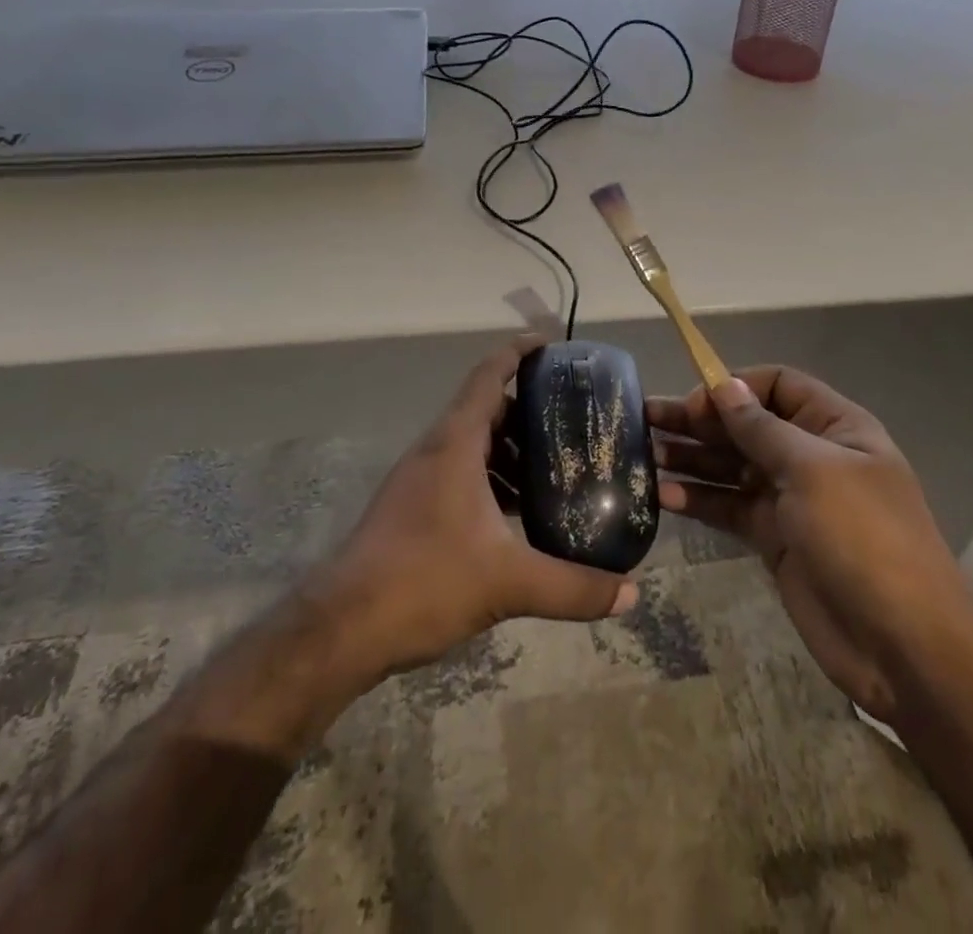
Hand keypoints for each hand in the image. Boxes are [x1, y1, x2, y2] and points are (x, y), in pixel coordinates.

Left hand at [305, 337, 639, 689]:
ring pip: (474, 444)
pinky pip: (462, 474)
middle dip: (529, 410)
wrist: (341, 628)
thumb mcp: (508, 582)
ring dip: (512, 449)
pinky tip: (519, 513)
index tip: (552, 345)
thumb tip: (631, 593)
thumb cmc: (424, 581)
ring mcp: (420, 479)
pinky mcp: (413, 508)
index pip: (489, 375)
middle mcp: (436, 450)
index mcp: (456, 443)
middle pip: (487, 409)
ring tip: (555, 469)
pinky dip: (493, 478)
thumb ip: (573, 587)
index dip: (519, 352)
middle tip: (574, 420)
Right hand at [649, 368, 962, 724]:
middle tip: (646, 419)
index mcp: (834, 427)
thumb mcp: (812, 470)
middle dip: (700, 421)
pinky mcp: (774, 539)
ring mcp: (791, 500)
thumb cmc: (863, 537)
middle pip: (747, 426)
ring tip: (645, 454)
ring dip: (692, 458)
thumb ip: (762, 429)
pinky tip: (663, 497)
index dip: (735, 387)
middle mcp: (811, 456)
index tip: (695, 403)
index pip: (778, 385)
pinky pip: (730, 508)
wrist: (903, 644)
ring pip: (732, 467)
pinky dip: (699, 500)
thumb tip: (725, 386)